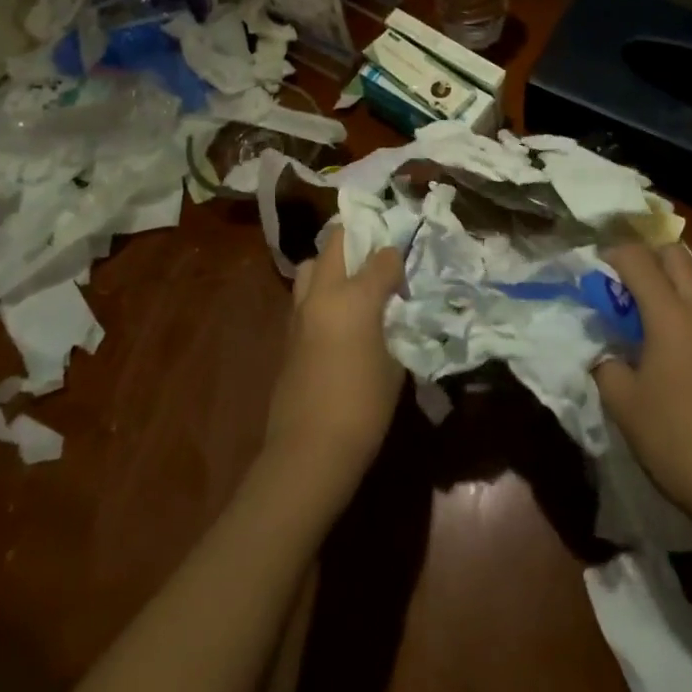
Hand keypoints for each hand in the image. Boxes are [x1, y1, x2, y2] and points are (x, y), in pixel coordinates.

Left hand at [264, 226, 404, 497]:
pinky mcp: (287, 332)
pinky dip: (318, 294)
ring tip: (349, 286)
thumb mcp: (395, 366)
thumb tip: (389, 319)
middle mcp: (324, 293)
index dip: (396, 261)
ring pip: (310, 265)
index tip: (404, 277)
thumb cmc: (363, 407)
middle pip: (335, 243)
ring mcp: (300, 311)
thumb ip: (393, 330)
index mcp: (356, 297)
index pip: (382, 257)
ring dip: (329, 265)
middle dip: (356, 242)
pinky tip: (334, 318)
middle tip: (374, 259)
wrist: (309, 449)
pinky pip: (303, 296)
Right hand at [594, 242, 691, 531]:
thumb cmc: (675, 440)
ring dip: (664, 281)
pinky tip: (662, 342)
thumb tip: (603, 347)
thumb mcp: (622, 402)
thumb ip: (605, 361)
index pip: (638, 258)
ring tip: (637, 313)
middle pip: (674, 254)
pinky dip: (679, 305)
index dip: (610, 255)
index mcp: (670, 315)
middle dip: (644, 257)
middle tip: (619, 284)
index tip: (591, 273)